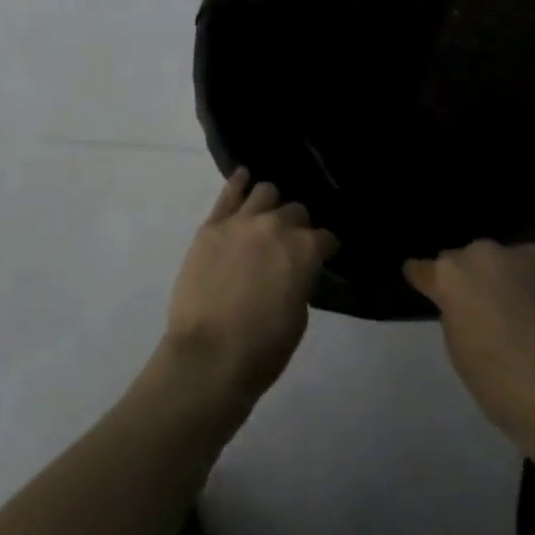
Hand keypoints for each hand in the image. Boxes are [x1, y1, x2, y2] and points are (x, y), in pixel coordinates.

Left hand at [161, 170, 337, 409]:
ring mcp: (241, 221)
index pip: (325, 237)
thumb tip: (294, 269)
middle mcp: (276, 225)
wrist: (208, 356)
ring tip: (267, 214)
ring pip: (265, 191)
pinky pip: (229, 192)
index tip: (324, 254)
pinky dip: (239, 182)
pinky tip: (244, 178)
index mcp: (304, 250)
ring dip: (271, 203)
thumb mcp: (298, 319)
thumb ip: (300, 282)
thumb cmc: (261, 349)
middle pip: (295, 211)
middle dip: (298, 225)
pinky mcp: (212, 224)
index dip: (326, 247)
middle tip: (291, 241)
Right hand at [405, 240, 534, 468]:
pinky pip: (522, 269)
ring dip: (494, 278)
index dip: (423, 281)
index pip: (422, 269)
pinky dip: (521, 282)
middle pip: (460, 261)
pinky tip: (530, 308)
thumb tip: (460, 302)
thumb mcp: (459, 350)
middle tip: (474, 308)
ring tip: (506, 308)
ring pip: (493, 262)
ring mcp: (515, 255)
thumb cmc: (502, 387)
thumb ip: (453, 313)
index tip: (423, 287)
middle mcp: (478, 253)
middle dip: (464, 279)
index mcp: (449, 275)